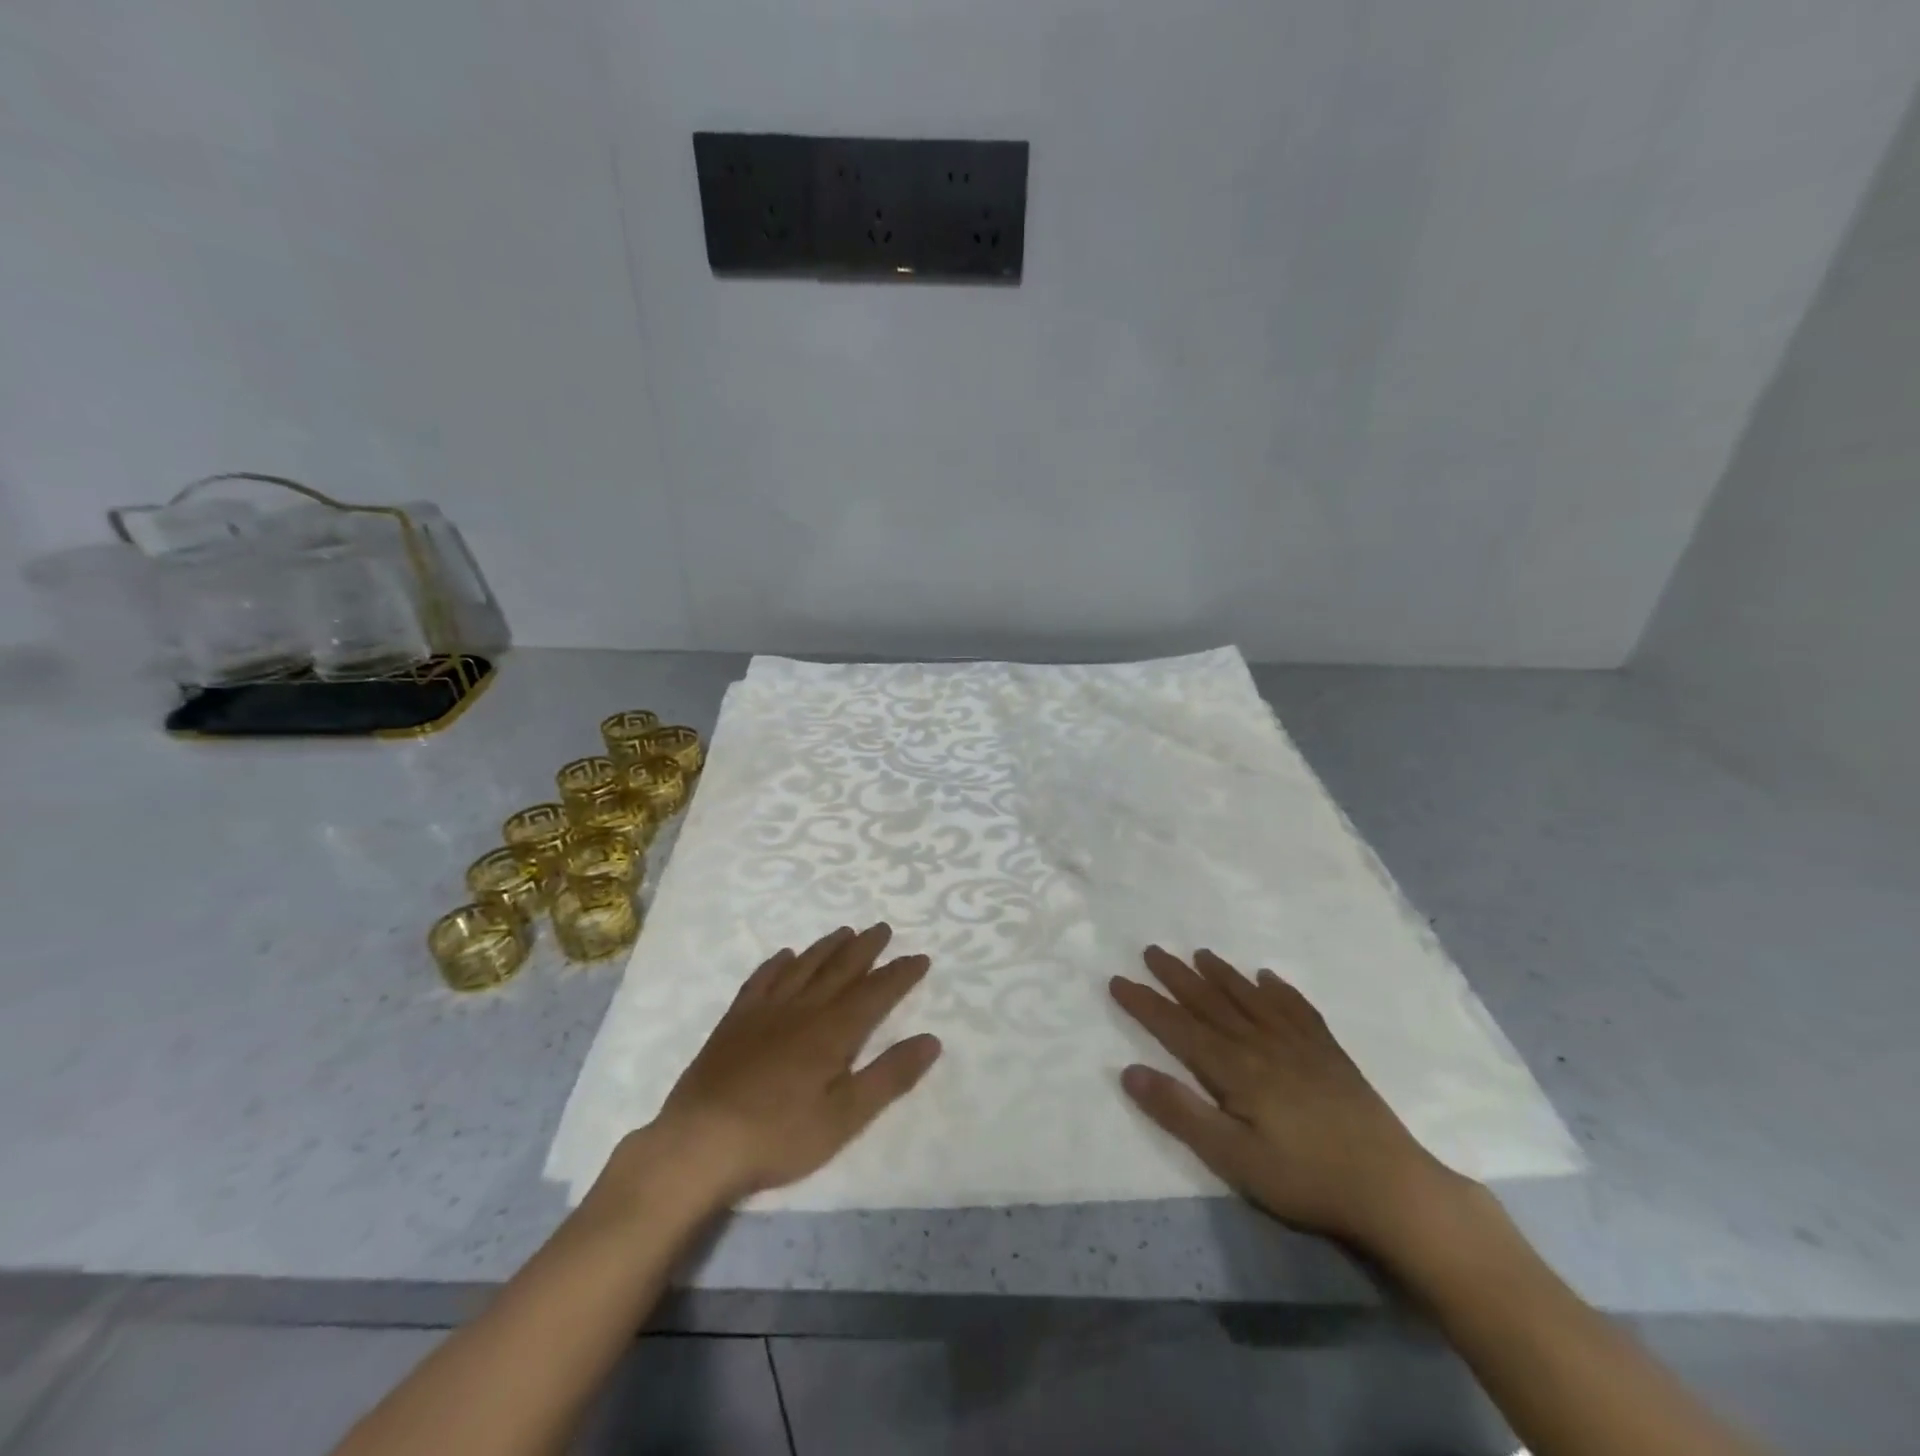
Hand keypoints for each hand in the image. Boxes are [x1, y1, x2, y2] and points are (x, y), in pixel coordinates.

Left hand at [624, 924, 940, 1208]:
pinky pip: (761, 980)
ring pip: (804, 967)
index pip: (875, 993)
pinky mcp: (735, 1021)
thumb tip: (931, 1040)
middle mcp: (802, 1009)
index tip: (920, 957)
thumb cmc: (779, 1136)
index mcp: (833, 1032)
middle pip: (840, 969)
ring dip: (827, 947)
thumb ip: (889, 1076)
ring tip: (845, 931)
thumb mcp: (845, 1117)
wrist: (700, 1142)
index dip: (900, 975)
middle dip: (866, 948)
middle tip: (883, 928)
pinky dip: (776, 964)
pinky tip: (784, 956)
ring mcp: (765, 1011)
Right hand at [1111, 946, 1468, 1253]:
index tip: (1117, 980)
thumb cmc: (1304, 1178)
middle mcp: (1261, 1043)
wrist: (1391, 1187)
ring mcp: (1298, 1044)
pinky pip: (1297, 1008)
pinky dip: (1279, 989)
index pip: (1177, 1027)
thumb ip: (1180, 1112)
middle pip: (1210, 1002)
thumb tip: (1128, 1071)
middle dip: (1176, 977)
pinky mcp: (1329, 1053)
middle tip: (1151, 950)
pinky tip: (1268, 977)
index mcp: (1234, 1068)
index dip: (1145, 1003)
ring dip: (1221, 974)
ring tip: (1200, 953)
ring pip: (1250, 997)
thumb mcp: (1232, 1157)